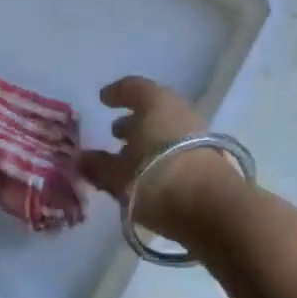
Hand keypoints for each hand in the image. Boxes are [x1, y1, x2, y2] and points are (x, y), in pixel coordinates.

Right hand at [78, 76, 234, 237]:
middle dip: (133, 121)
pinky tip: (151, 176)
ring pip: (167, 130)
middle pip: (152, 110)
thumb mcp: (118, 176)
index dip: (116, 93)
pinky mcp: (212, 159)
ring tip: (130, 159)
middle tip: (115, 133)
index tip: (103, 100)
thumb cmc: (156, 179)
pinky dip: (163, 156)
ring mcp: (199, 134)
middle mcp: (179, 110)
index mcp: (155, 102)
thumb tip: (81, 159)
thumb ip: (98, 166)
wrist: (215, 210)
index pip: (132, 87)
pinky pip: (179, 149)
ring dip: (149, 141)